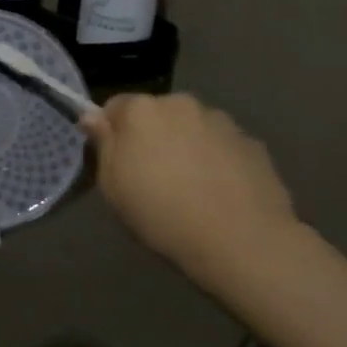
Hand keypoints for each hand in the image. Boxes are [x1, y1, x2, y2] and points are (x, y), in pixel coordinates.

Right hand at [83, 92, 296, 279]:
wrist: (241, 242)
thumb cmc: (162, 214)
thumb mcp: (113, 186)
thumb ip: (103, 144)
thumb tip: (93, 116)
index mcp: (141, 110)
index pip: (115, 106)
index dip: (112, 132)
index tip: (116, 160)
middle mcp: (181, 104)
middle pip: (157, 114)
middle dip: (152, 136)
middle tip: (153, 176)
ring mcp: (221, 121)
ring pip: (192, 127)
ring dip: (187, 145)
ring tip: (192, 187)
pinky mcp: (252, 143)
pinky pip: (223, 146)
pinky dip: (218, 160)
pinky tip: (221, 193)